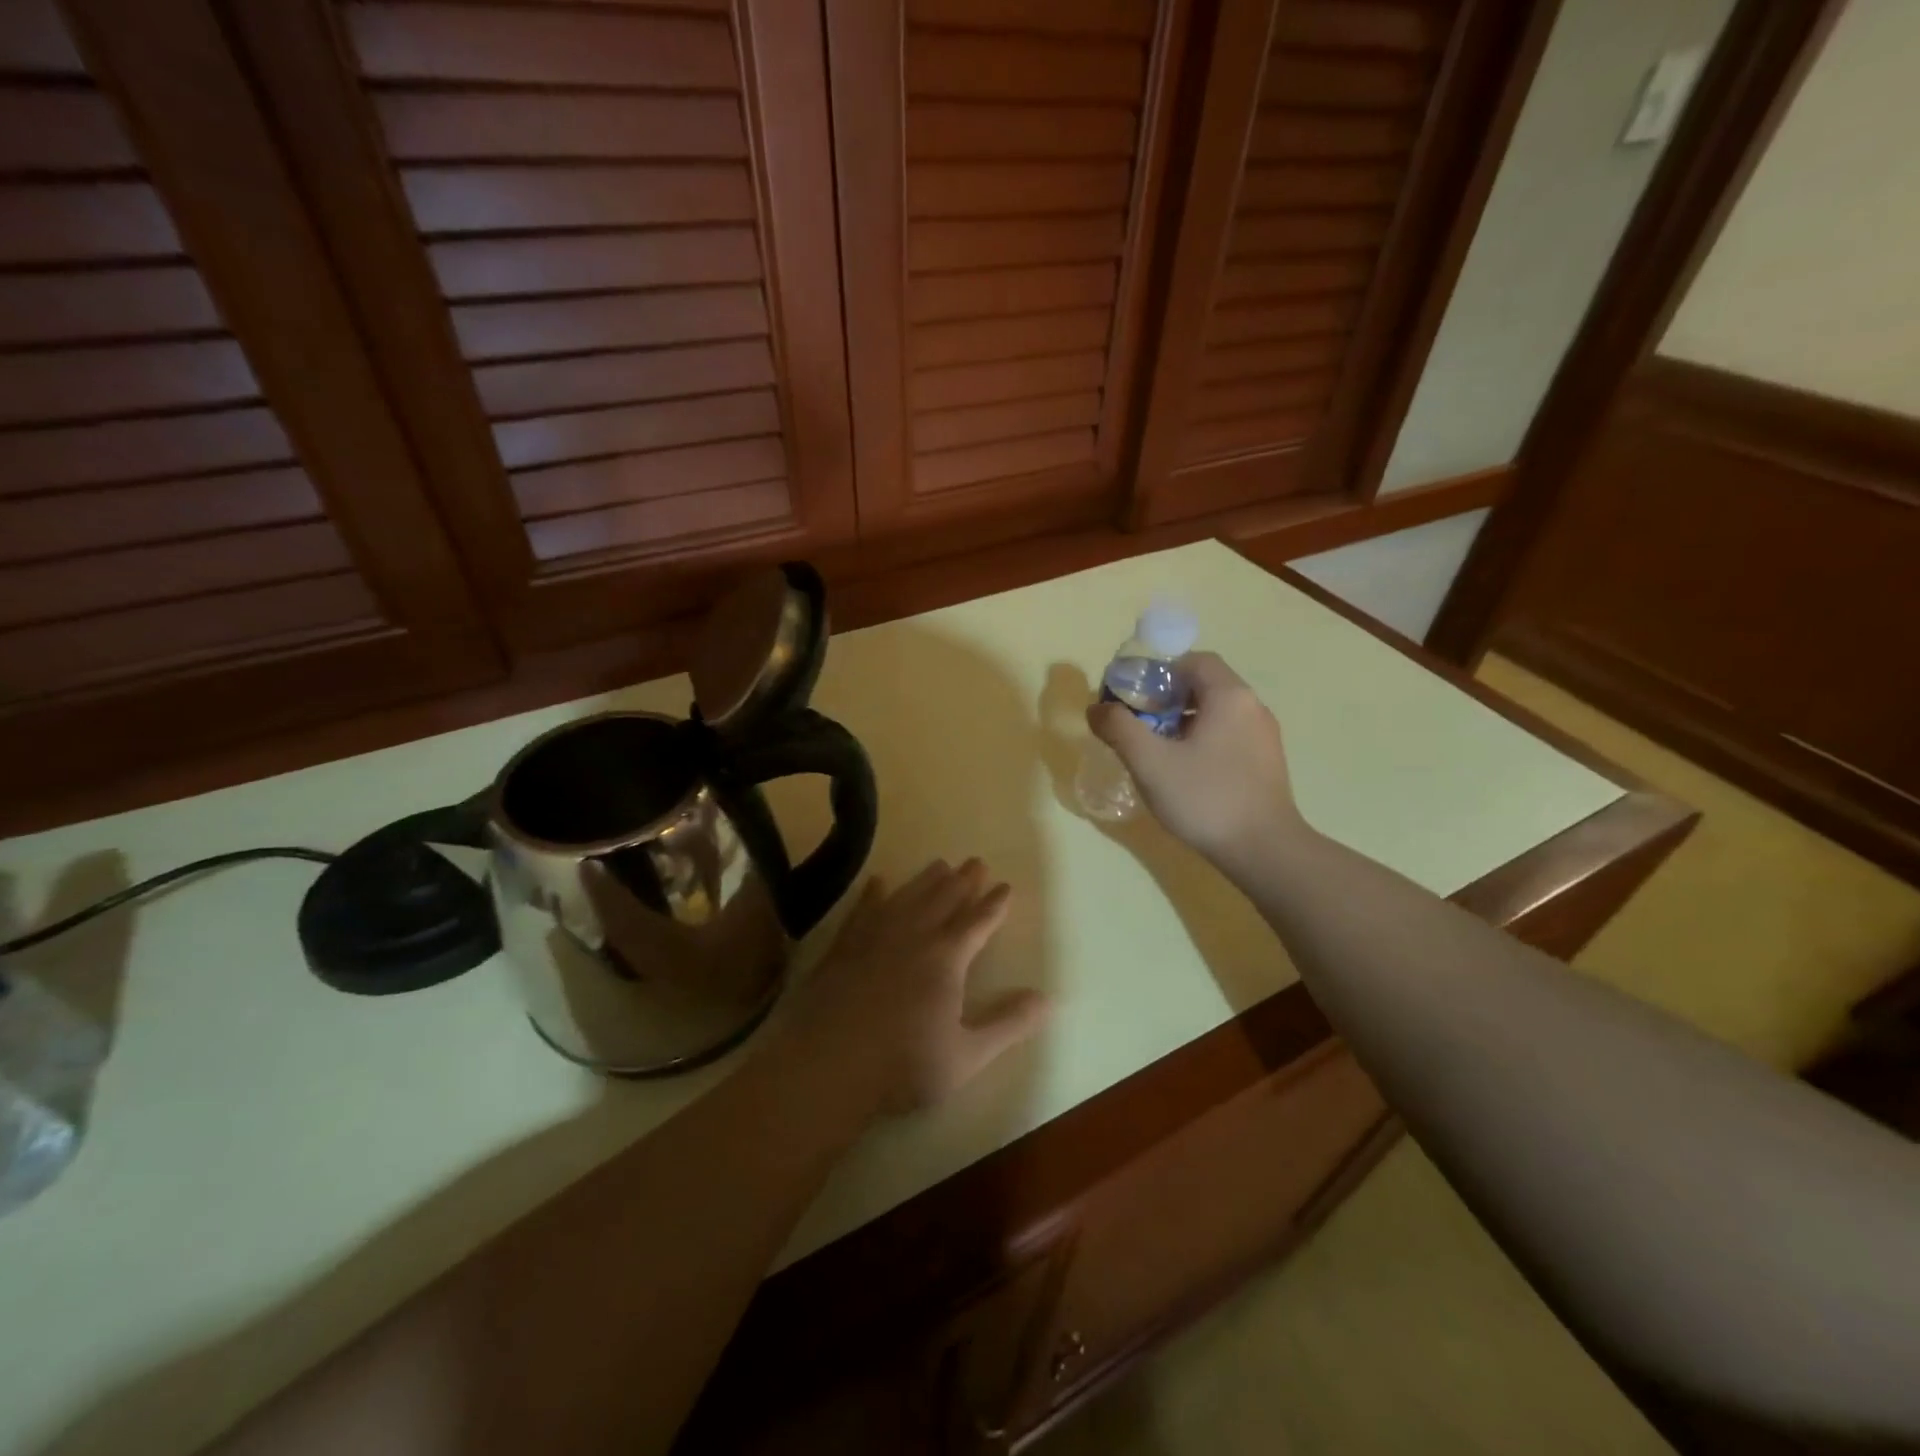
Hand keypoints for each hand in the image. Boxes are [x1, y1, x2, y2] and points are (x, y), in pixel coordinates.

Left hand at [784, 859, 1049, 1116]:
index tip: (1005, 886)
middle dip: (963, 880)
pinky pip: (863, 909)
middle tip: (976, 861)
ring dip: (926, 880)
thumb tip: (1048, 999)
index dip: (994, 904)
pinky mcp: (843, 946)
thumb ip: (1008, 1024)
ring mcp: (874, 937)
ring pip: (907, 897)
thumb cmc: (903, 1065)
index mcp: (946, 958)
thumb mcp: (968, 1054)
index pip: (977, 922)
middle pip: (943, 899)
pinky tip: (878, 882)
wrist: (826, 1066)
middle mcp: (913, 935)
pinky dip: (873, 894)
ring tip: (940, 863)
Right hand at [1086, 652, 1304, 868]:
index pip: (1193, 660)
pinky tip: (1184, 770)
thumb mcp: (1150, 762)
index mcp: (1229, 696)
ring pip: (1216, 712)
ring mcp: (1264, 736)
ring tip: (1156, 748)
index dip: (1158, 671)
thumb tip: (1096, 708)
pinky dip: (1202, 739)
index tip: (1132, 696)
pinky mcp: (1266, 762)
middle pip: (1204, 684)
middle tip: (1138, 723)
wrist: (1264, 851)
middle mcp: (1252, 707)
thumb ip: (1119, 728)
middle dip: (1166, 698)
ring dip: (1183, 721)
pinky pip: (1229, 735)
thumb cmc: (1205, 798)